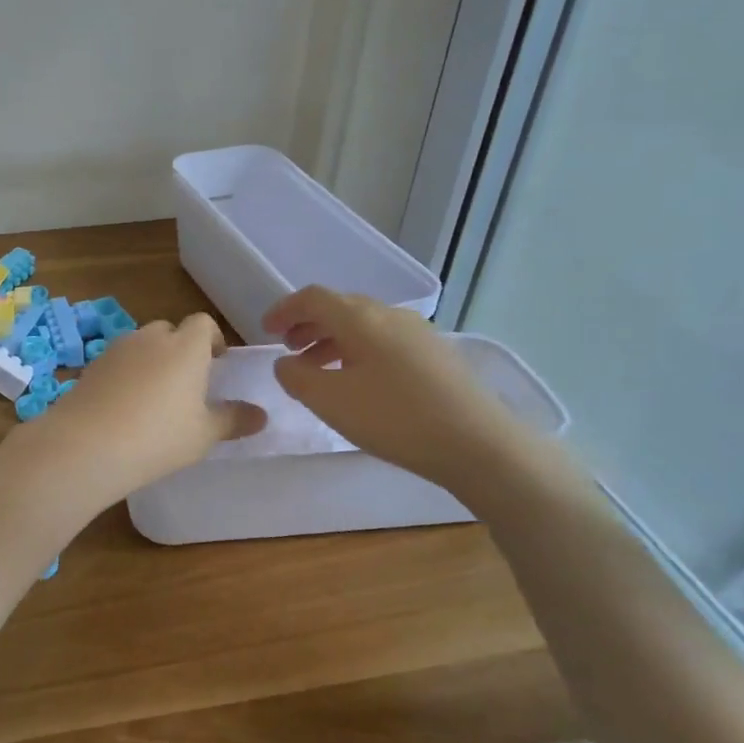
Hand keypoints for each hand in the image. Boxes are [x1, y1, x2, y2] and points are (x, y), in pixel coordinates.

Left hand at [9, 314, 265, 508]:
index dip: (212, 339)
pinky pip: (117, 362)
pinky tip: (124, 407)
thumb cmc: (159, 436)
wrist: (87, 444)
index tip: (217, 362)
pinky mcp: (91, 366)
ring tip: (154, 397)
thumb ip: (233, 420)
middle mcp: (150, 338)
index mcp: (186, 347)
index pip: (203, 323)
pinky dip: (125, 375)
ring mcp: (116, 349)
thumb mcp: (204, 434)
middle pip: (170, 330)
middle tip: (186, 383)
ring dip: (151, 361)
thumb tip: (262, 415)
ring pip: (140, 345)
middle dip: (180, 349)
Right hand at [263, 286, 531, 495]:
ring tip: (318, 369)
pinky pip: (385, 341)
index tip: (265, 330)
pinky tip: (359, 382)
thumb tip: (285, 363)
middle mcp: (390, 315)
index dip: (285, 310)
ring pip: (364, 326)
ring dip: (333, 341)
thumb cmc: (394, 418)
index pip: (313, 298)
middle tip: (288, 349)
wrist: (478, 444)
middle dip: (308, 325)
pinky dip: (359, 352)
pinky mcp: (437, 355)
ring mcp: (419, 333)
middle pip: (340, 308)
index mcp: (361, 318)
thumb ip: (296, 377)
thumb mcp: (329, 401)